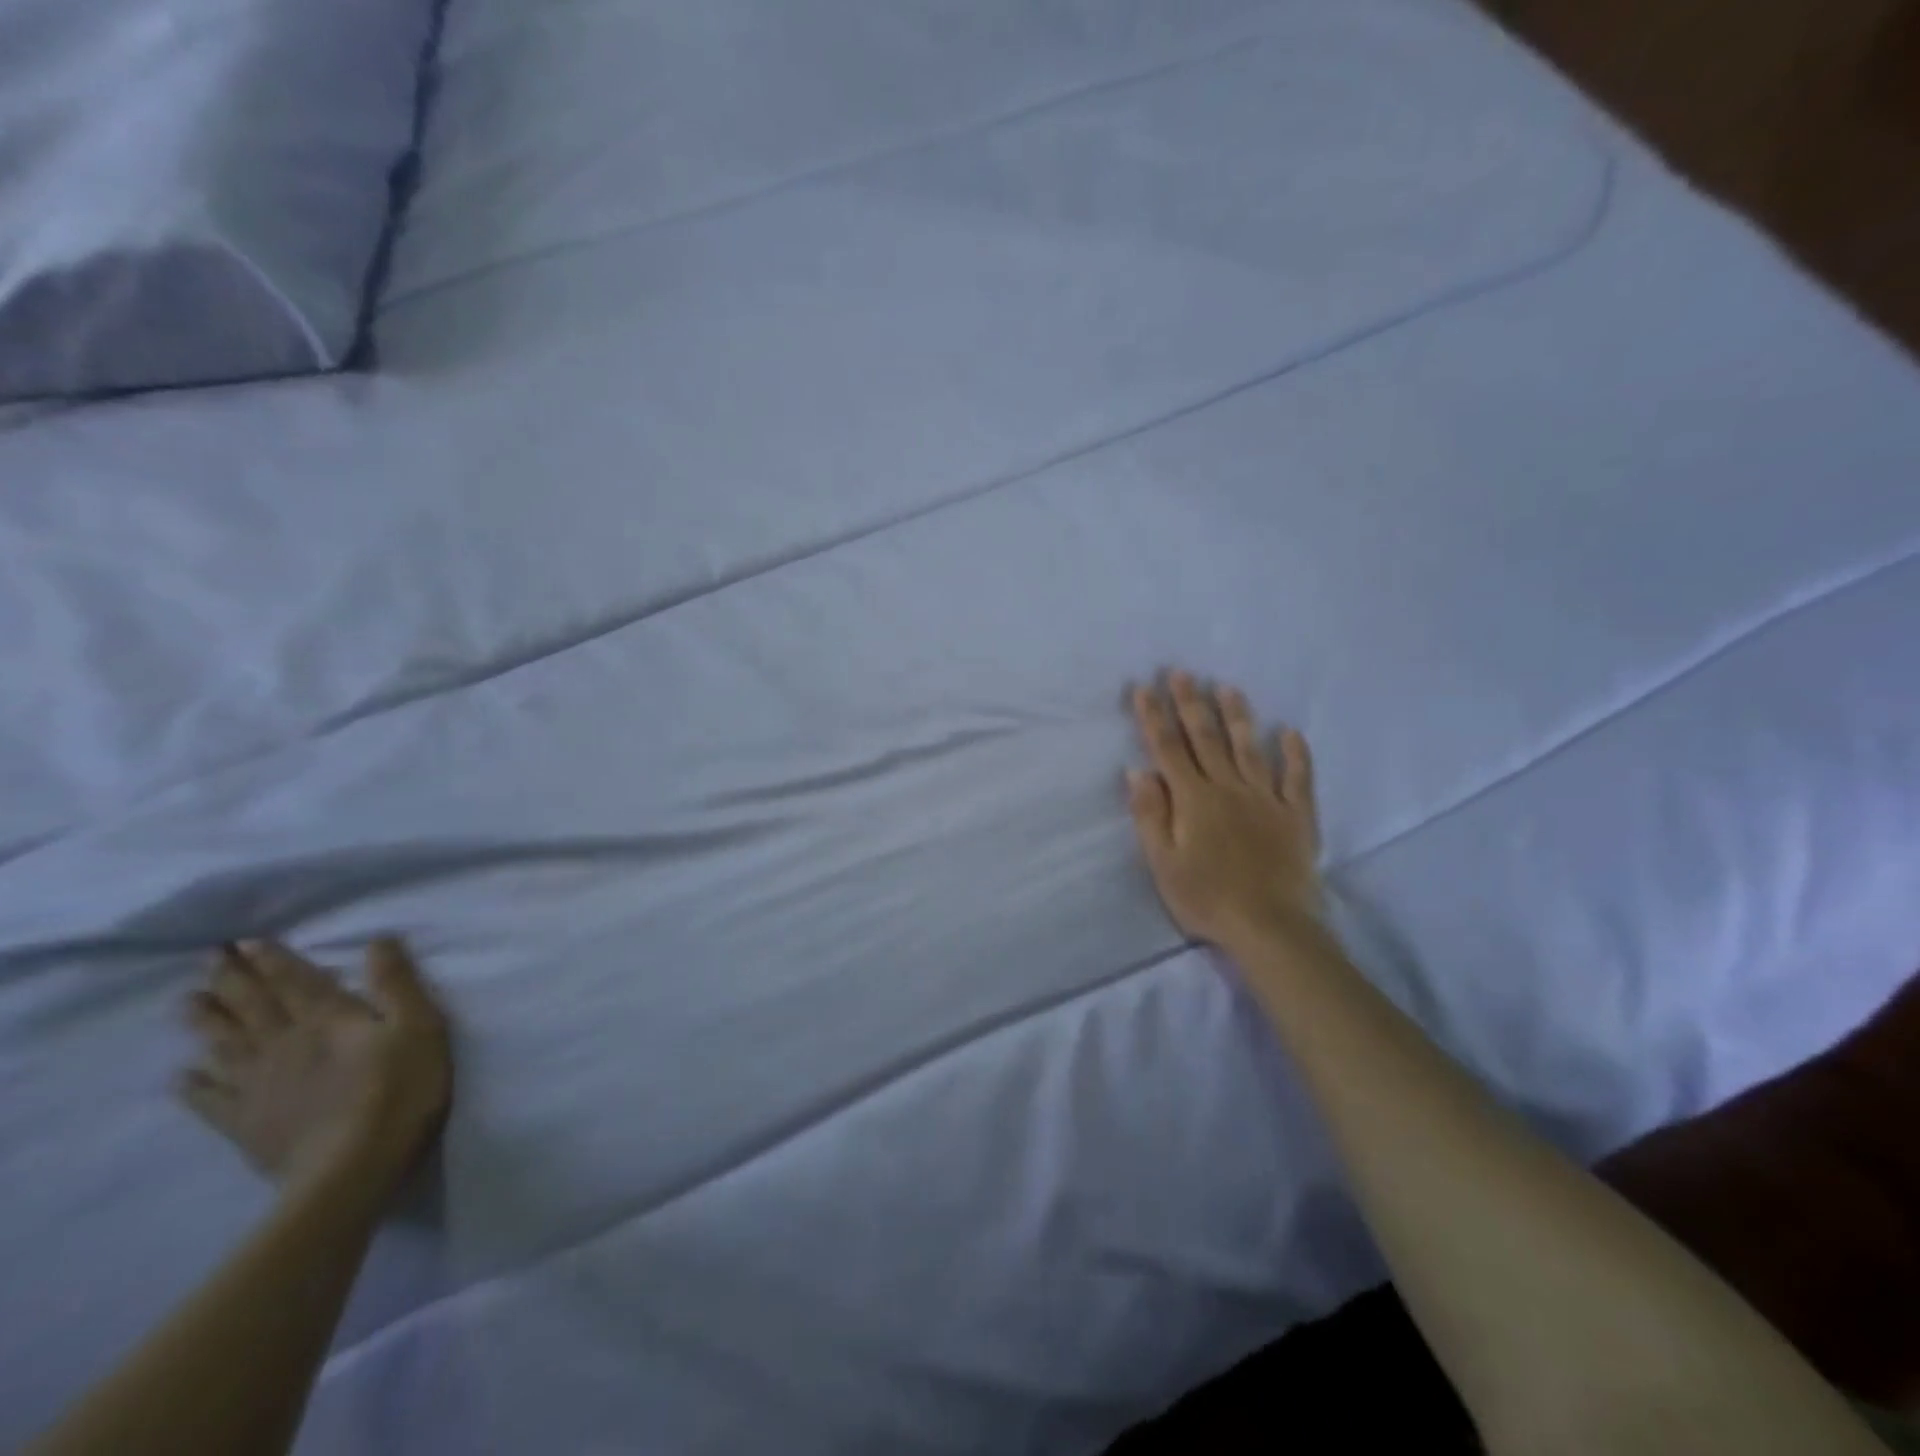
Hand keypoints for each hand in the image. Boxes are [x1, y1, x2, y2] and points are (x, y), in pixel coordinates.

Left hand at [179, 938, 452, 1196]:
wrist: (352, 1169)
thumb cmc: (400, 1089)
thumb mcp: (419, 1027)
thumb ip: (397, 984)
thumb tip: (379, 940)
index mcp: (328, 1020)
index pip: (296, 982)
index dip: (273, 960)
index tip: (245, 941)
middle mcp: (285, 1044)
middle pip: (254, 1007)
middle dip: (232, 980)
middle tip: (207, 957)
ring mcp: (259, 1086)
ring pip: (226, 1044)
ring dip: (206, 1020)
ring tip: (186, 1001)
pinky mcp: (247, 1124)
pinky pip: (212, 1099)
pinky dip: (194, 1084)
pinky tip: (182, 1075)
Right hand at [1126, 672, 1323, 953]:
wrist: (1269, 926)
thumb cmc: (1206, 897)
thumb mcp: (1163, 862)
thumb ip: (1151, 814)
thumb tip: (1137, 771)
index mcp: (1193, 799)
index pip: (1168, 749)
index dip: (1155, 717)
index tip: (1144, 688)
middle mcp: (1228, 788)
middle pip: (1206, 739)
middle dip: (1191, 704)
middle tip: (1182, 673)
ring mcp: (1266, 799)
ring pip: (1249, 748)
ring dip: (1237, 716)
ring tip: (1228, 688)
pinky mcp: (1296, 815)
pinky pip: (1297, 778)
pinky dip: (1296, 754)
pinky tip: (1291, 732)